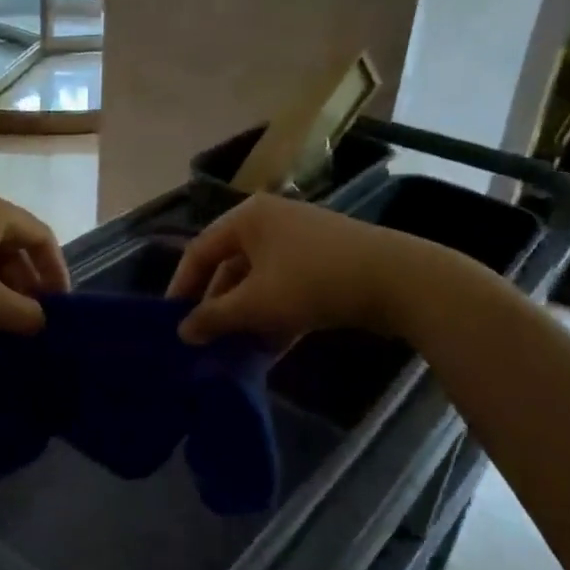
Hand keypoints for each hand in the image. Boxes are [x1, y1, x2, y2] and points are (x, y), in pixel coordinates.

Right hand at [165, 193, 477, 344]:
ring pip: (259, 280)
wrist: (399, 280)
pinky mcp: (325, 260)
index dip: (181, 287)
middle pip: (229, 266)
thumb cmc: (313, 282)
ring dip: (246, 316)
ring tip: (233, 351)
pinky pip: (286, 286)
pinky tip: (269, 348)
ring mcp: (301, 239)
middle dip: (218, 307)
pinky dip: (274, 314)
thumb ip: (214, 317)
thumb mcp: (256, 303)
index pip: (199, 251)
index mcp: (247, 218)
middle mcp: (271, 220)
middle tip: (205, 341)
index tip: (171, 322)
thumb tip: (182, 331)